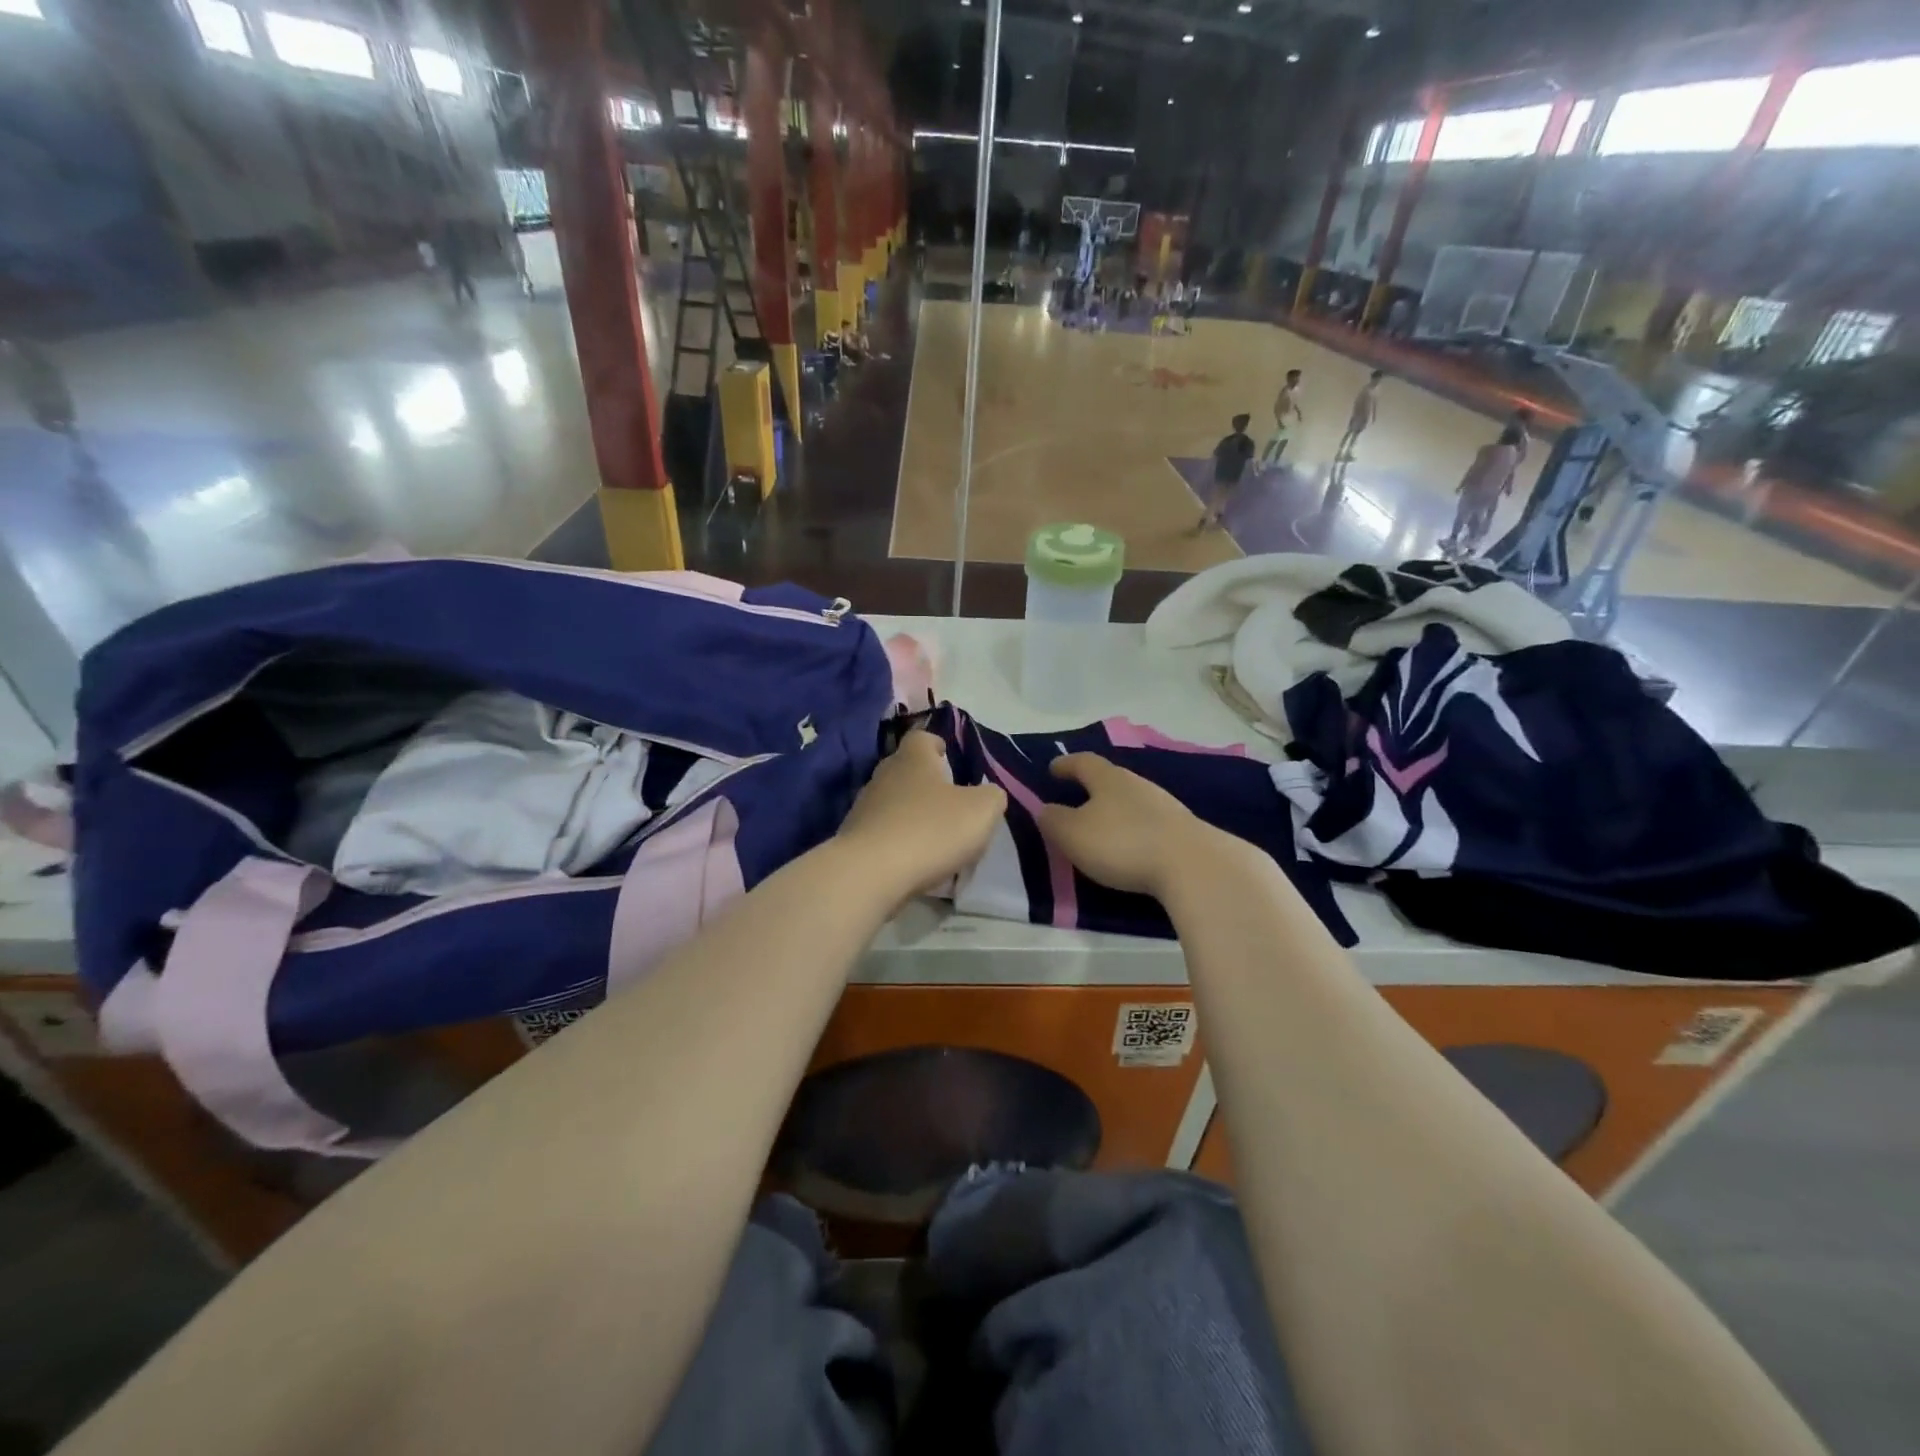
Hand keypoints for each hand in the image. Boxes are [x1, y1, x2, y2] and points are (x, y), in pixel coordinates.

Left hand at [837, 730, 1004, 900]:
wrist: (870, 874)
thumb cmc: (931, 830)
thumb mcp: (981, 811)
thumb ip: (991, 797)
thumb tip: (988, 794)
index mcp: (913, 759)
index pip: (922, 738)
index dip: (937, 745)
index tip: (950, 759)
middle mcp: (883, 775)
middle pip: (906, 770)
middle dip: (926, 784)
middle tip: (950, 805)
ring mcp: (863, 808)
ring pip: (893, 804)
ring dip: (912, 817)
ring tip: (935, 841)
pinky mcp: (853, 839)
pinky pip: (882, 834)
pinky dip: (898, 844)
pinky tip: (914, 864)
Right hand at [1037, 754, 1239, 898]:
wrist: (1192, 865)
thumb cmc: (1122, 843)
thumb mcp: (1073, 834)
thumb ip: (1054, 820)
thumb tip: (1047, 810)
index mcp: (1108, 779)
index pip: (1083, 762)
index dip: (1066, 764)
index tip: (1052, 768)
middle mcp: (1138, 784)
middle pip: (1111, 779)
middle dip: (1092, 787)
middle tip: (1076, 798)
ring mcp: (1165, 805)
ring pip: (1132, 800)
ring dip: (1116, 810)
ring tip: (1103, 826)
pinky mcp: (1183, 830)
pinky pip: (1149, 822)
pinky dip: (1135, 829)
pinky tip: (1132, 845)